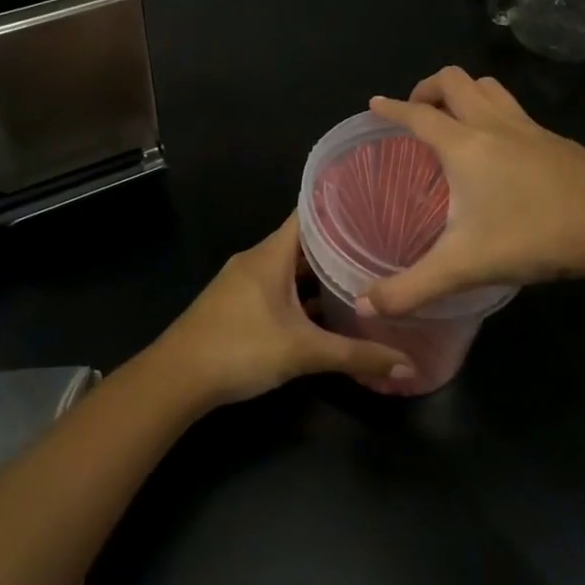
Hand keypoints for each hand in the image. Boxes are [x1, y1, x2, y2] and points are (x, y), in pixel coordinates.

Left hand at [154, 216, 416, 405]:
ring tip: (362, 276)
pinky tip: (326, 311)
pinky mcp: (238, 304)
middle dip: (339, 244)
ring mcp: (244, 282)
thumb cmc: (239, 349)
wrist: (176, 379)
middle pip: (303, 242)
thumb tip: (408, 366)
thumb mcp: (302, 352)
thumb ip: (355, 356)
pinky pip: (278, 288)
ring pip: (290, 268)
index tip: (375, 205)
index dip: (340, 206)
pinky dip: (301, 294)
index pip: (309, 214)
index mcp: (270, 254)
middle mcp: (257, 259)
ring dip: (320, 273)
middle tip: (381, 245)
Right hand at [363, 66, 584, 315]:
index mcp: (463, 144)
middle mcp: (492, 124)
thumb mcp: (464, 266)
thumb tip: (366, 307)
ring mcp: (529, 127)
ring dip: (465, 92)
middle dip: (427, 88)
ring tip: (454, 118)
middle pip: (454, 80)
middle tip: (417, 113)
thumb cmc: (532, 235)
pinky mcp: (556, 140)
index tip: (375, 103)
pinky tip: (502, 147)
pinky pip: (515, 109)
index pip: (417, 115)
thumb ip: (411, 288)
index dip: (392, 107)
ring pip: (488, 86)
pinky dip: (495, 112)